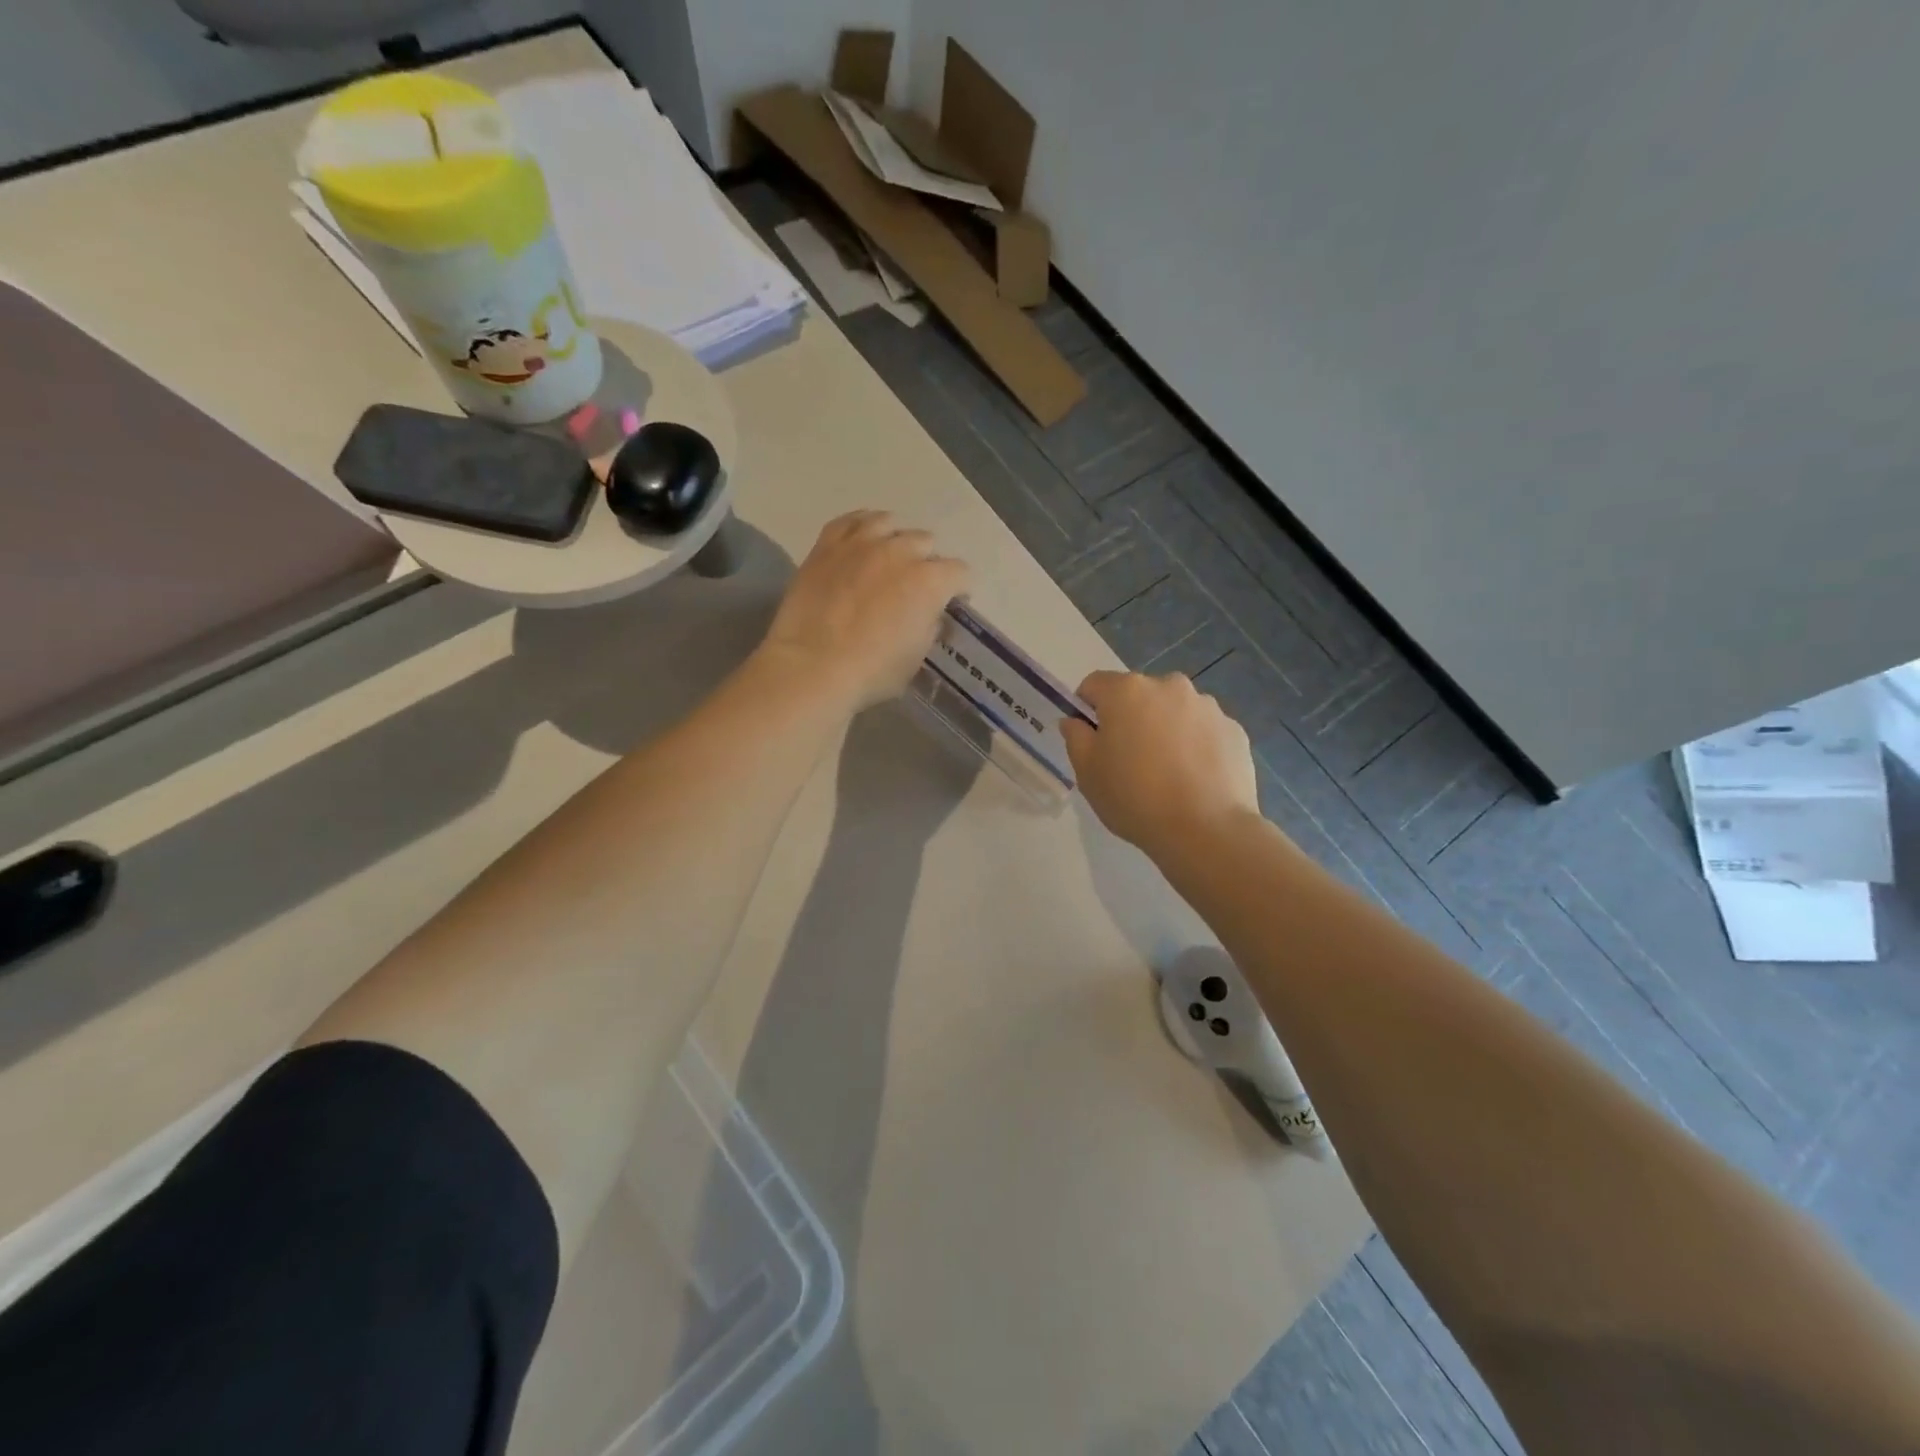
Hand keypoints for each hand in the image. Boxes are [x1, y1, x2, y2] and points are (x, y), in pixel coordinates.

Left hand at [758, 511, 968, 709]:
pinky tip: (860, 540)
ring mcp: (861, 543)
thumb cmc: (871, 672)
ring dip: (895, 539)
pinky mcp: (827, 544)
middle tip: (914, 585)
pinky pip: (850, 520)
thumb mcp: (916, 657)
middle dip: (926, 562)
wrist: (812, 667)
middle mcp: (900, 551)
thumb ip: (929, 627)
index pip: (959, 572)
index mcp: (930, 581)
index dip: (958, 589)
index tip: (951, 603)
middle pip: (926, 542)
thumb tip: (929, 615)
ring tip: (888, 557)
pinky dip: (861, 526)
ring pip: (889, 523)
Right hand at [1063, 671, 1260, 855]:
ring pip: (1174, 711)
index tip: (1091, 740)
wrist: (1206, 830)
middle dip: (1130, 718)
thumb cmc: (1134, 797)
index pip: (1095, 685)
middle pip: (1138, 695)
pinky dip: (1196, 745)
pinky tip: (1194, 779)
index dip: (1087, 709)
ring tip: (1167, 773)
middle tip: (1129, 760)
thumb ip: (1076, 737)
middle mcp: (1169, 686)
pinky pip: (1204, 731)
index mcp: (1127, 691)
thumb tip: (1075, 721)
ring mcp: (1207, 706)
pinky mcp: (1234, 730)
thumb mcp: (1087, 772)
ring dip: (1165, 729)